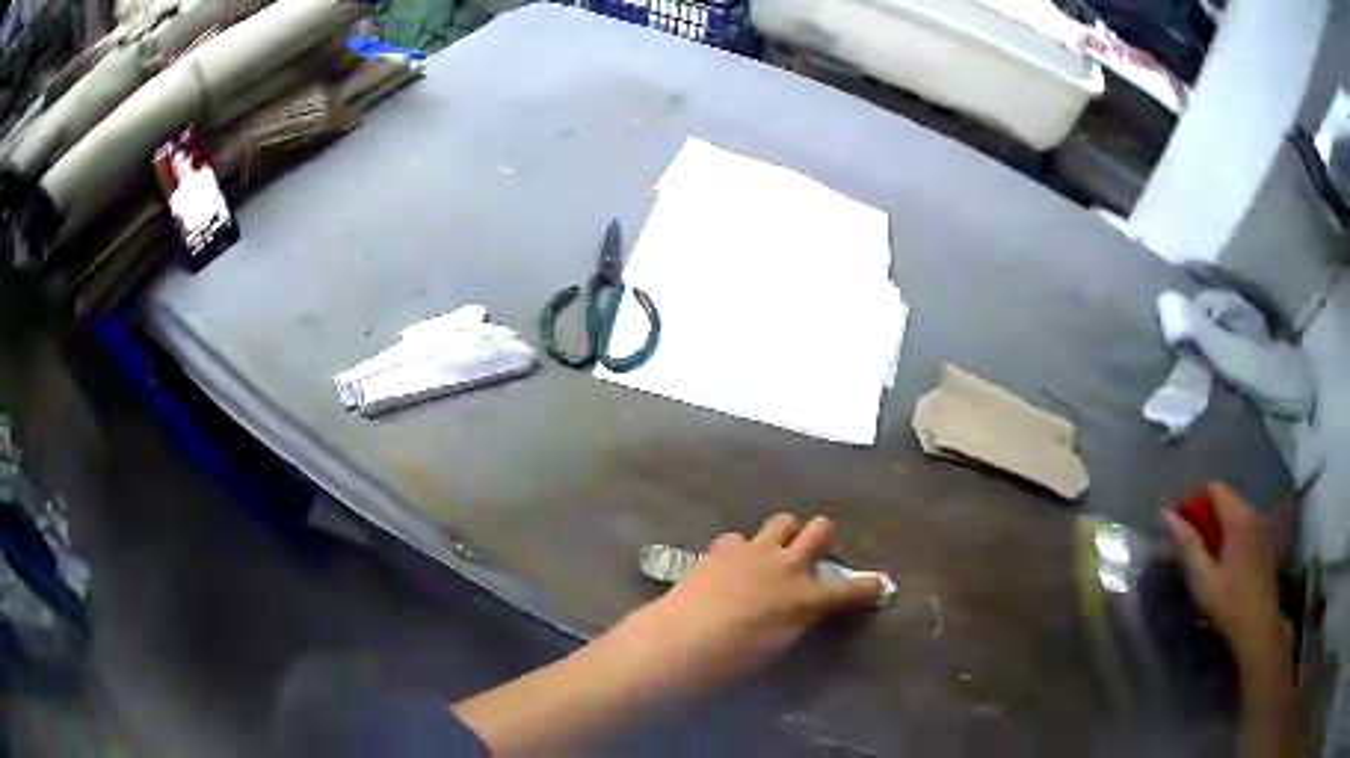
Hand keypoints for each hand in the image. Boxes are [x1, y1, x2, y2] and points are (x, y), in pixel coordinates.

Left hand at [616, 514, 880, 693]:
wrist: (686, 637)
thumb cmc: (736, 658)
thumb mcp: (779, 644)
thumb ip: (795, 620)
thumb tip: (797, 610)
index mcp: (808, 599)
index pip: (851, 590)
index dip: (868, 586)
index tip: (877, 582)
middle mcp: (789, 566)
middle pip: (821, 529)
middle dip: (822, 536)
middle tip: (812, 551)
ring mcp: (756, 551)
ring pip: (784, 520)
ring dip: (784, 534)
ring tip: (771, 551)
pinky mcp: (725, 547)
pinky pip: (739, 538)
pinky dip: (738, 550)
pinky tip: (728, 564)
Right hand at [1163, 483, 1286, 665]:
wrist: (1257, 625)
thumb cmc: (1228, 602)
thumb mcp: (1202, 578)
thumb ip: (1187, 544)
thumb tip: (1166, 514)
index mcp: (1238, 517)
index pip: (1215, 488)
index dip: (1195, 499)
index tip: (1180, 522)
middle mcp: (1252, 514)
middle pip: (1226, 500)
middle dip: (1206, 514)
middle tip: (1189, 542)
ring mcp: (1260, 528)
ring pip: (1235, 515)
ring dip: (1218, 526)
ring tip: (1204, 554)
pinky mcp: (1264, 543)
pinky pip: (1243, 528)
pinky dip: (1230, 536)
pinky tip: (1223, 563)